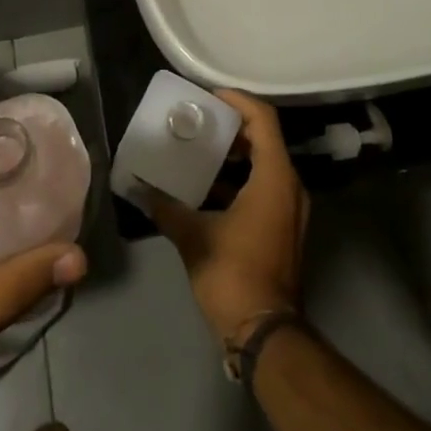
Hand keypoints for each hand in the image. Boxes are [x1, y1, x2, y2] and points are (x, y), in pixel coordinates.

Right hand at [152, 90, 308, 343]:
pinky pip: (266, 187)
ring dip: (237, 154)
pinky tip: (210, 188)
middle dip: (234, 126)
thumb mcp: (194, 237)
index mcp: (275, 178)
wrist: (265, 334)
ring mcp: (291, 210)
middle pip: (266, 139)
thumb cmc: (233, 275)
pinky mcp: (284, 228)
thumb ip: (166, 207)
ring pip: (266, 164)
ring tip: (201, 149)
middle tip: (201, 120)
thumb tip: (139, 188)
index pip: (263, 120)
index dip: (238, 101)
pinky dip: (242, 179)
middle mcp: (290, 187)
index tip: (209, 96)